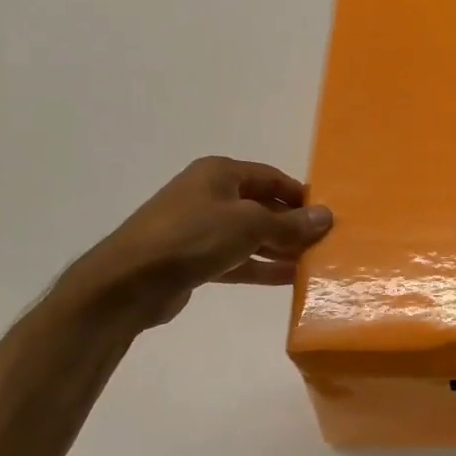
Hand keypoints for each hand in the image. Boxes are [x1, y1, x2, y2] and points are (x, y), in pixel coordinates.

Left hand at [58, 156, 332, 331]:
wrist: (128, 282)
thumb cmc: (192, 238)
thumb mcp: (249, 225)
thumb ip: (289, 223)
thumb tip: (325, 216)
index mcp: (220, 173)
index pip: (271, 177)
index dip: (299, 195)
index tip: (327, 215)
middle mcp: (209, 195)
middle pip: (261, 206)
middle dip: (292, 224)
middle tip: (325, 242)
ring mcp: (199, 228)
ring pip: (250, 235)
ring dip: (279, 248)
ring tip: (313, 263)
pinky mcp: (194, 259)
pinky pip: (236, 258)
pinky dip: (260, 267)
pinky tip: (288, 279)